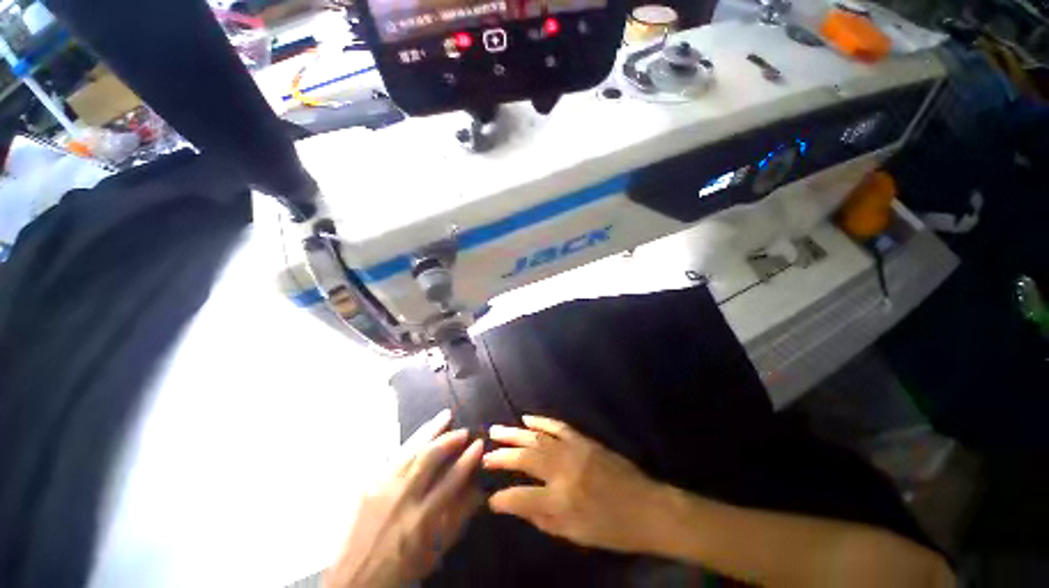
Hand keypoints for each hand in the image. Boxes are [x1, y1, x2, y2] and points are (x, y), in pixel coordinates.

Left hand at [325, 410, 483, 587]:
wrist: (354, 580)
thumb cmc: (402, 568)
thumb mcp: (435, 551)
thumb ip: (458, 518)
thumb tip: (479, 490)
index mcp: (421, 519)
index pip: (451, 480)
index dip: (468, 459)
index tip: (479, 444)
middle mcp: (402, 498)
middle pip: (429, 457)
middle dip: (449, 439)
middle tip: (463, 430)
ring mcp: (382, 488)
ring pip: (410, 449)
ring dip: (430, 430)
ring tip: (444, 416)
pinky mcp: (369, 484)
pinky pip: (392, 455)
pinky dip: (410, 440)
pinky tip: (419, 432)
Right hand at [482, 415, 665, 553]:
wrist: (647, 507)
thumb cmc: (612, 528)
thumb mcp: (576, 535)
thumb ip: (544, 520)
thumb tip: (518, 506)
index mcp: (561, 500)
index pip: (521, 498)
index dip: (502, 499)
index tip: (489, 499)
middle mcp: (563, 471)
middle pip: (525, 458)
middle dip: (501, 456)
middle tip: (484, 453)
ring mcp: (574, 450)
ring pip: (537, 438)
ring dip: (514, 433)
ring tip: (496, 430)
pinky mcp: (583, 440)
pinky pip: (557, 426)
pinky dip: (540, 421)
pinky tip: (527, 419)